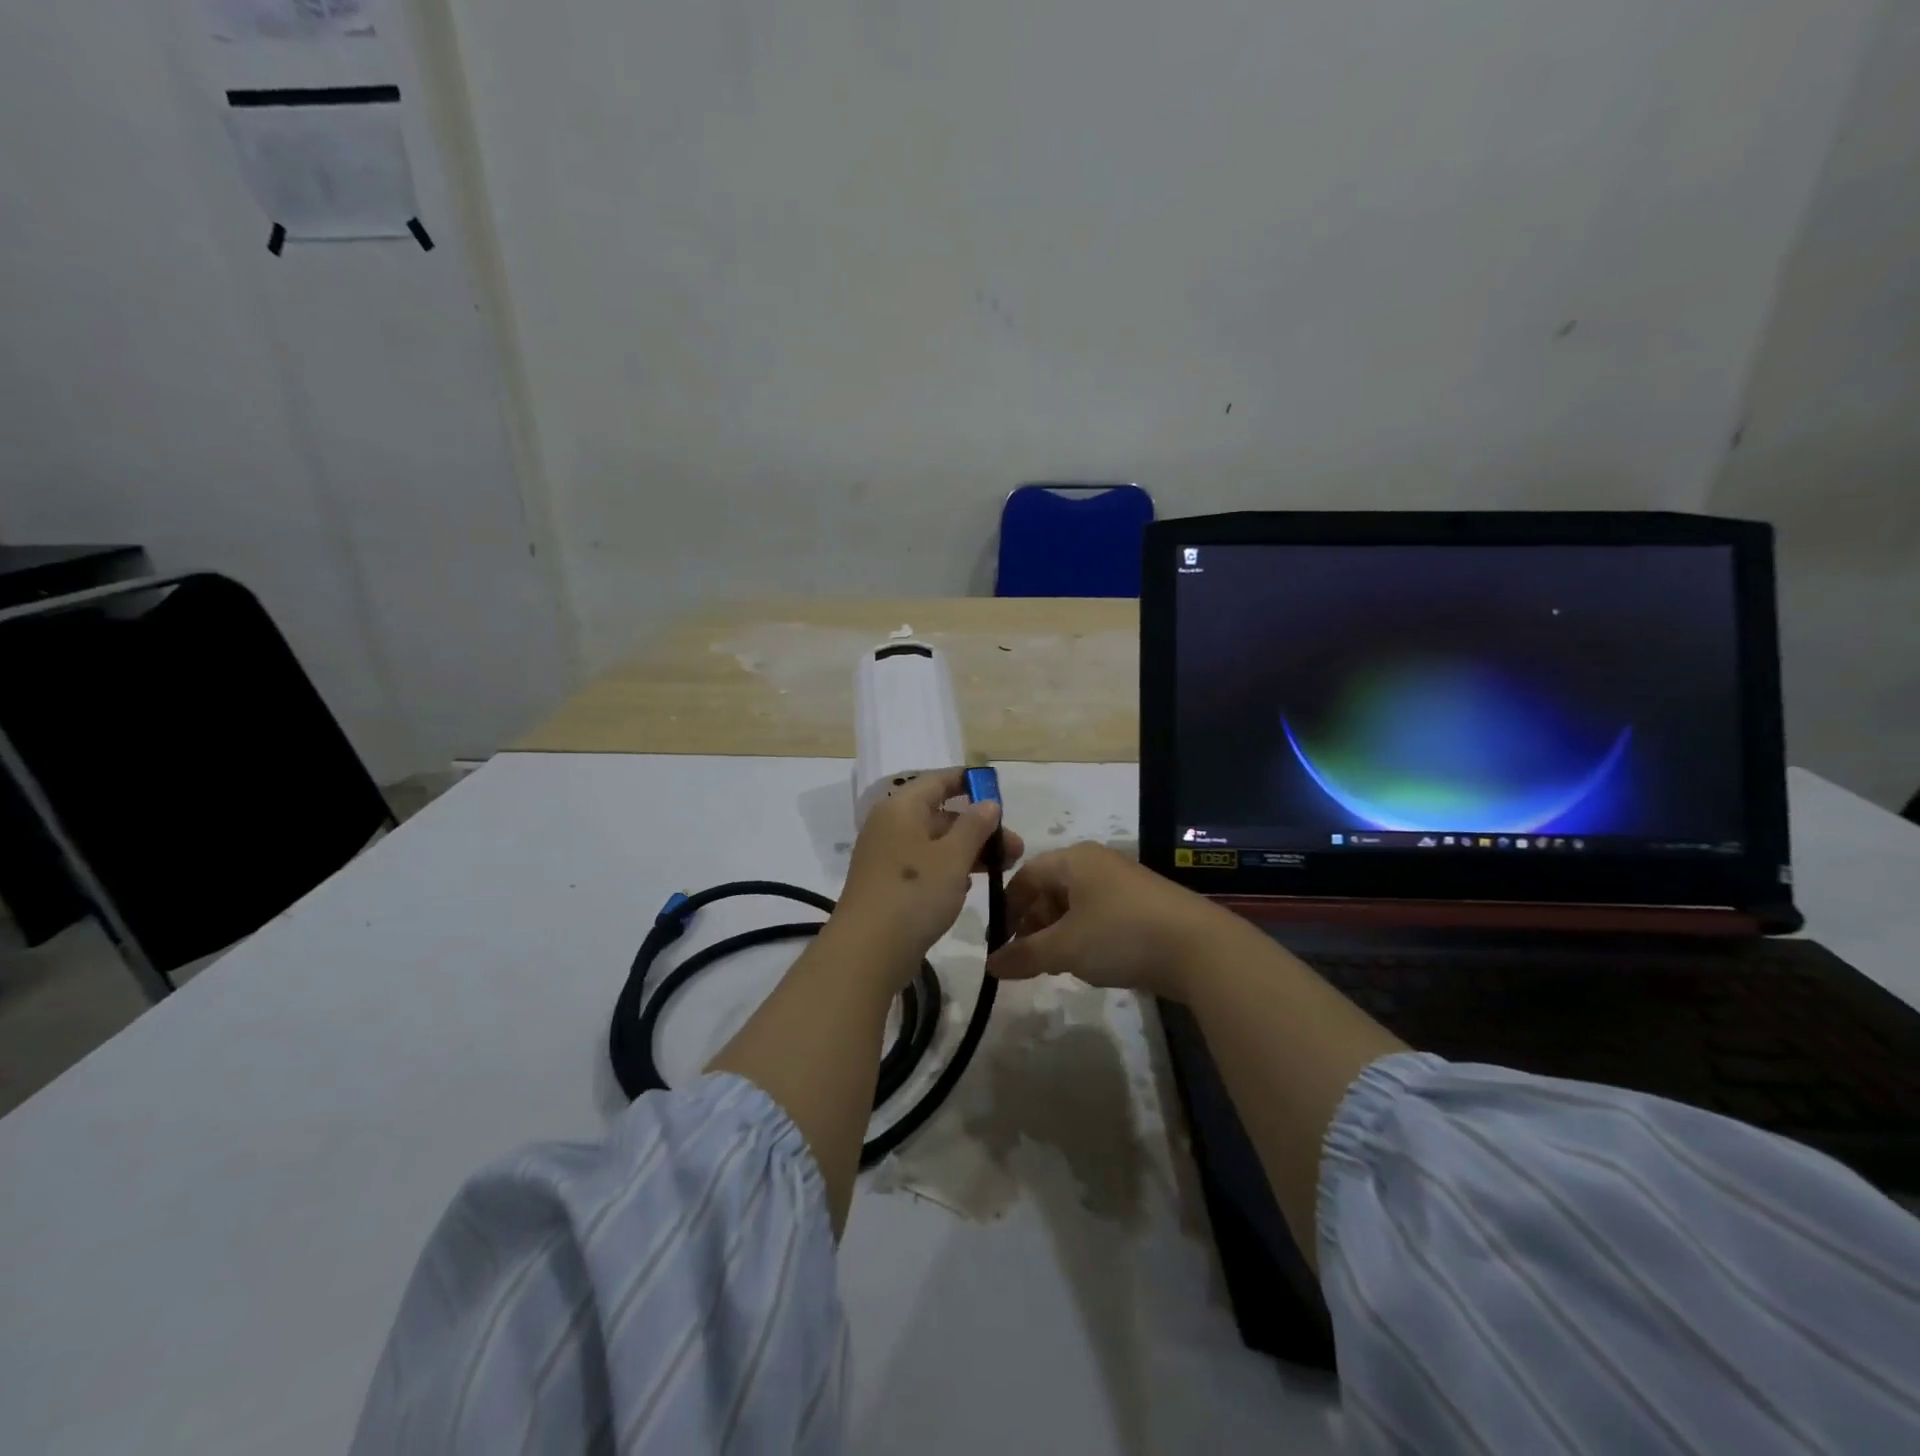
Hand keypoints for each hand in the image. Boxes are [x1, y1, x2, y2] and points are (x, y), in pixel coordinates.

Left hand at [832, 769, 1025, 975]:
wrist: (867, 951)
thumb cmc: (914, 893)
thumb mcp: (953, 857)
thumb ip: (974, 826)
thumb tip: (988, 802)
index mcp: (902, 808)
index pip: (938, 780)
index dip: (969, 782)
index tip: (998, 791)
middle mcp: (890, 825)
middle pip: (940, 814)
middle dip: (978, 828)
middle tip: (1014, 849)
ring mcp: (886, 856)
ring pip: (934, 843)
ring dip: (968, 851)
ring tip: (1002, 869)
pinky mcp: (887, 885)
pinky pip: (923, 866)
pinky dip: (948, 870)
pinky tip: (969, 887)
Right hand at [986, 842, 1247, 998]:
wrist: (1199, 948)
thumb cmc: (1120, 935)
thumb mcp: (1064, 948)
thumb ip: (1024, 955)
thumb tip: (990, 965)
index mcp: (1073, 859)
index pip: (1025, 876)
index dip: (1008, 909)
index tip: (1000, 944)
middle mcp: (1097, 863)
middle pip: (1050, 889)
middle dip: (1034, 924)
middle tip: (1027, 959)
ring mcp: (1123, 883)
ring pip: (1075, 906)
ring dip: (1059, 934)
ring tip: (1057, 965)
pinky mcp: (1143, 906)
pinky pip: (1100, 916)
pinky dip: (1086, 937)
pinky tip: (1091, 964)